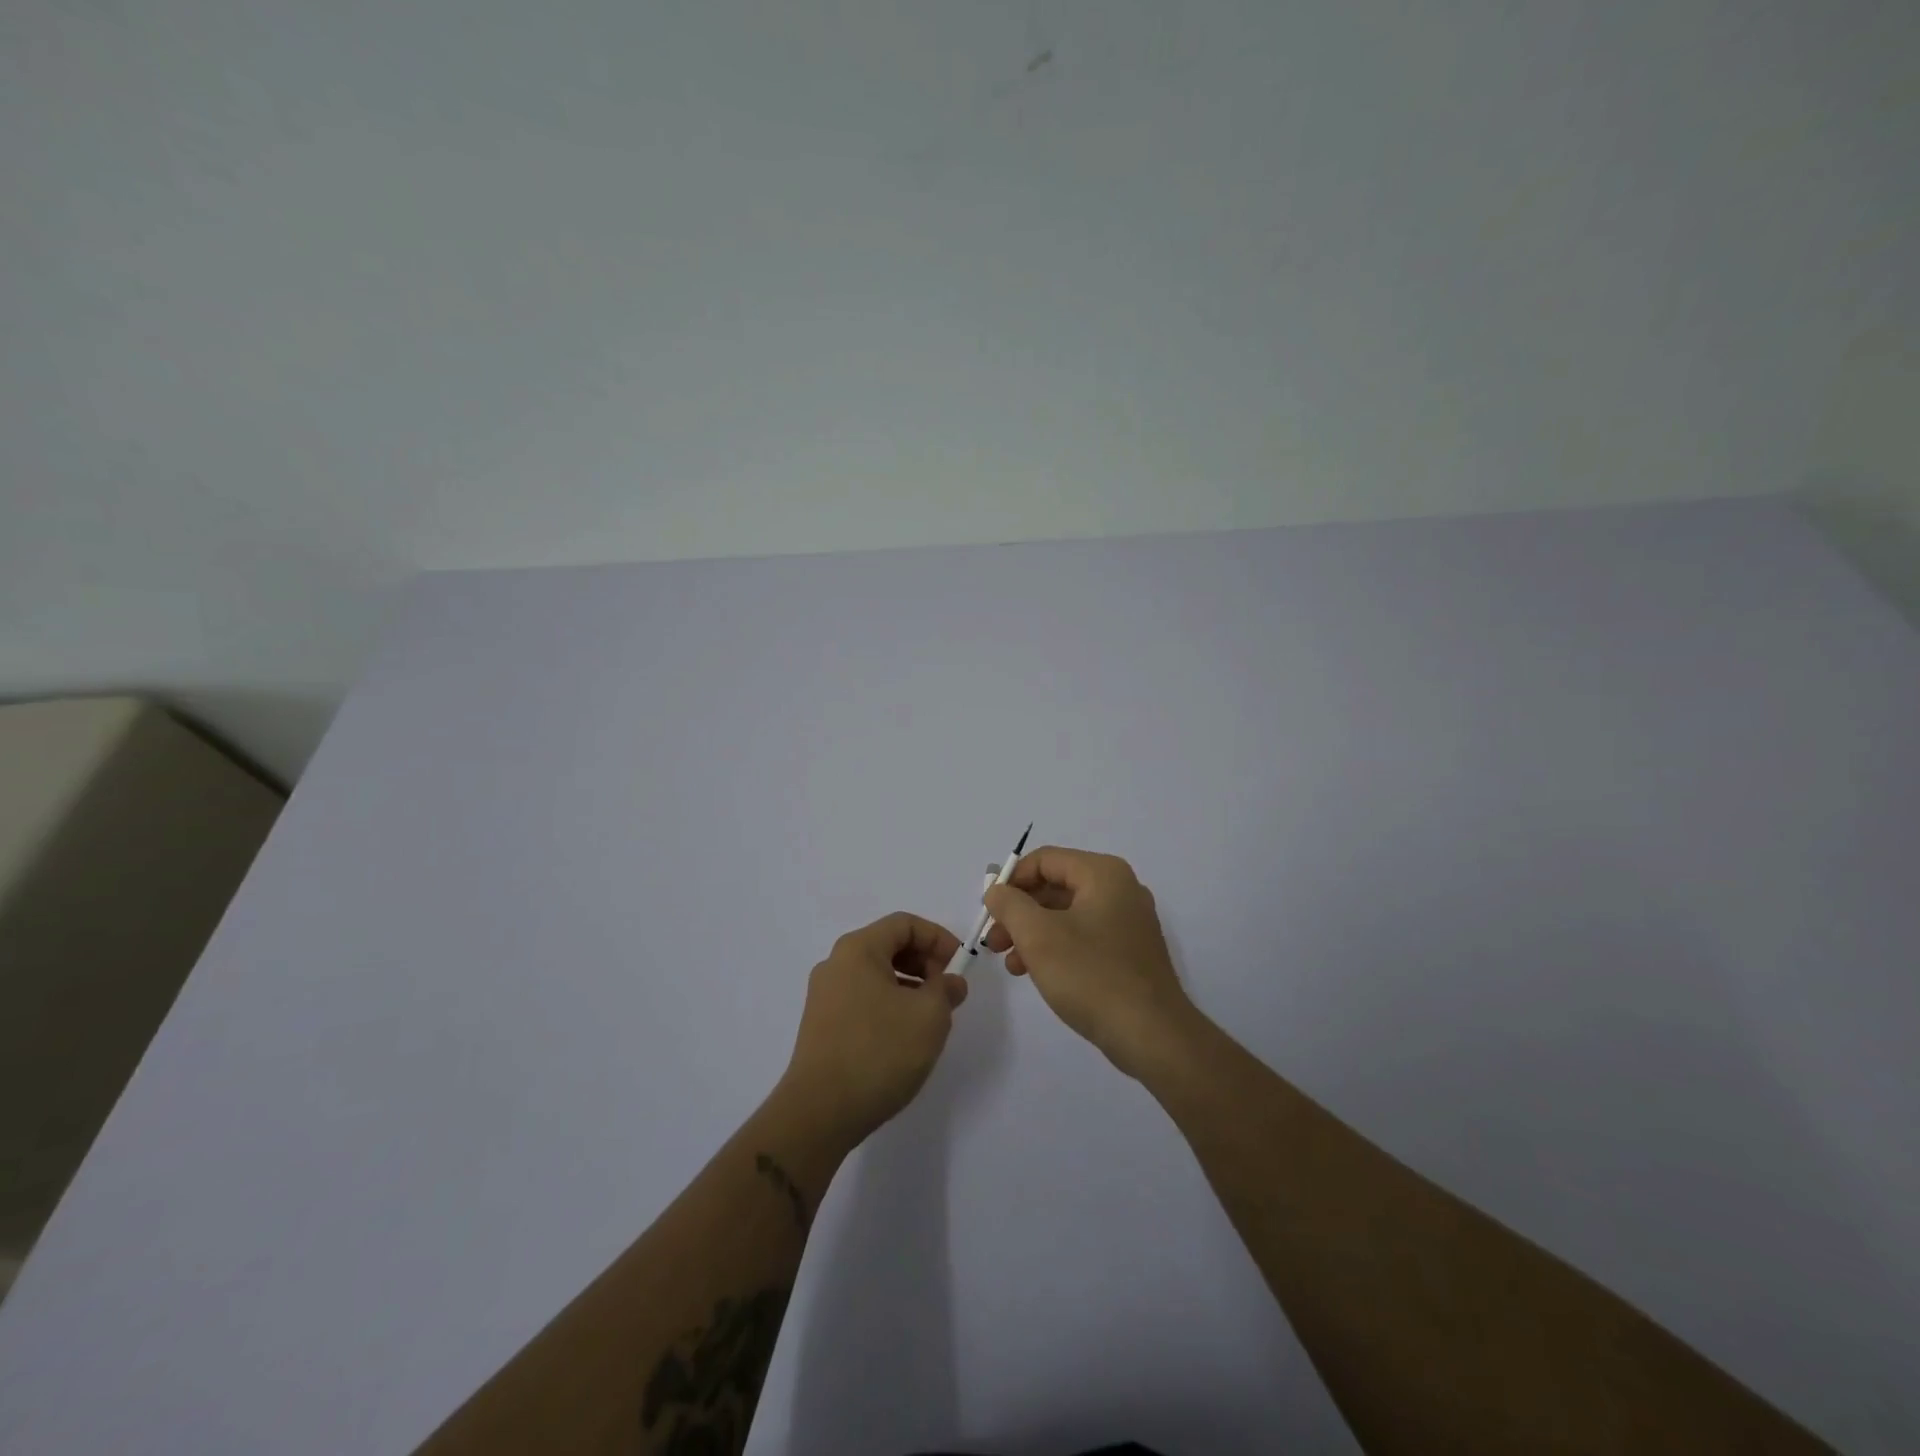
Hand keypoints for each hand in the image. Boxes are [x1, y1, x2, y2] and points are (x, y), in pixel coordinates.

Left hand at [778, 912, 967, 1144]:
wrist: (819, 1113)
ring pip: (876, 975)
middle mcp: (836, 964)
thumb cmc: (879, 1051)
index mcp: (858, 949)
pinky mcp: (822, 1026)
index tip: (960, 965)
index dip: (938, 938)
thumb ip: (947, 990)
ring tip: (931, 1017)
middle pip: (888, 946)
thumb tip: (950, 983)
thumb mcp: (929, 1016)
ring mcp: (825, 996)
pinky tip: (904, 1037)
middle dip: (925, 962)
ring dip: (910, 986)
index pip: (904, 924)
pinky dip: (890, 1005)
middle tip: (948, 992)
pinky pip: (863, 999)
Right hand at [983, 847, 1201, 1079]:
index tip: (989, 910)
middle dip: (1019, 911)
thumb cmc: (1090, 975)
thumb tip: (996, 889)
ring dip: (1033, 933)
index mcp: (1103, 874)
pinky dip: (1057, 947)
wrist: (1151, 1035)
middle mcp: (1120, 889)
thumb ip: (1009, 904)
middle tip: (995, 941)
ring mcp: (1129, 921)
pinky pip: (1084, 936)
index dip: (1011, 880)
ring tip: (1011, 963)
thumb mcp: (1037, 935)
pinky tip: (1036, 973)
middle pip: (1056, 886)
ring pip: (1067, 914)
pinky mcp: (1130, 951)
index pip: (1045, 860)